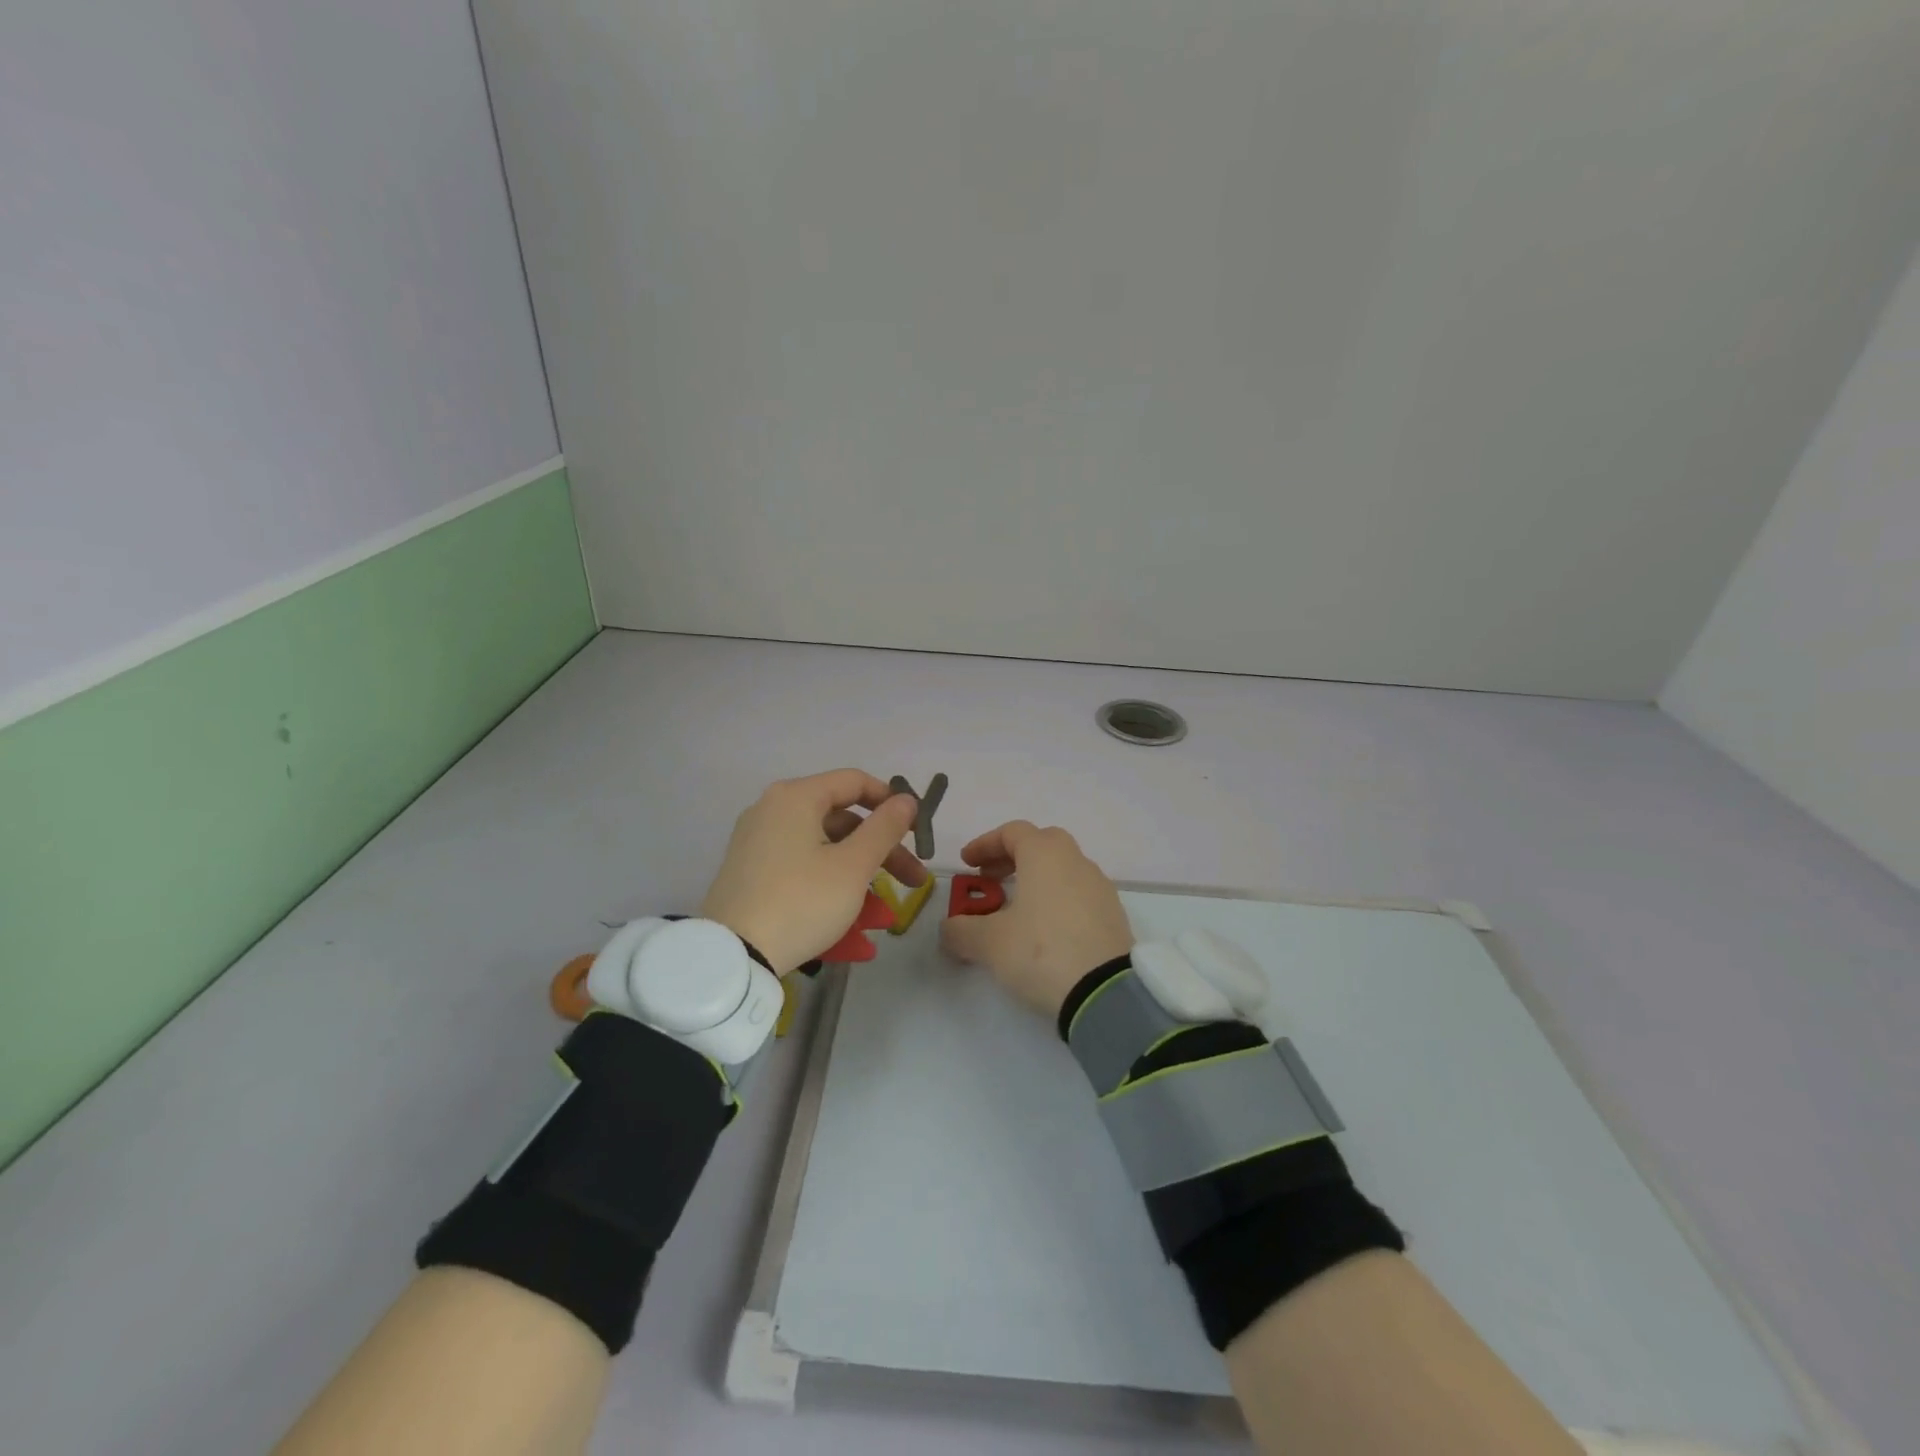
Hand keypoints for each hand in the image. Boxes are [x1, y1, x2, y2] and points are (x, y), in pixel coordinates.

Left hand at [700, 769, 927, 974]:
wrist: (731, 957)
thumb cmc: (801, 901)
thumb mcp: (852, 866)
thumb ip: (885, 828)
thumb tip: (905, 800)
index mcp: (796, 797)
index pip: (855, 782)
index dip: (892, 802)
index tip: (917, 831)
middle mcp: (773, 810)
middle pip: (842, 820)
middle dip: (883, 851)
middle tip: (913, 881)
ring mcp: (758, 842)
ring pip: (824, 849)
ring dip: (860, 877)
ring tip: (883, 917)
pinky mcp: (751, 873)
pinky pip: (802, 869)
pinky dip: (829, 888)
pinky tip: (852, 930)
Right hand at [940, 821, 1133, 1016]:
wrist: (1105, 993)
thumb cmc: (1041, 952)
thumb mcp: (989, 943)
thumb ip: (961, 930)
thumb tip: (949, 928)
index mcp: (1045, 854)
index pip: (1012, 832)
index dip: (984, 844)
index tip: (966, 864)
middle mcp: (1076, 861)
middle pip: (1041, 844)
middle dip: (1012, 858)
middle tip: (991, 880)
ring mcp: (1099, 887)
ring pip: (1062, 870)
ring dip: (1035, 880)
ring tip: (1015, 911)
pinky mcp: (1113, 915)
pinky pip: (1078, 895)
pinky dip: (1056, 901)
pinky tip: (1044, 931)